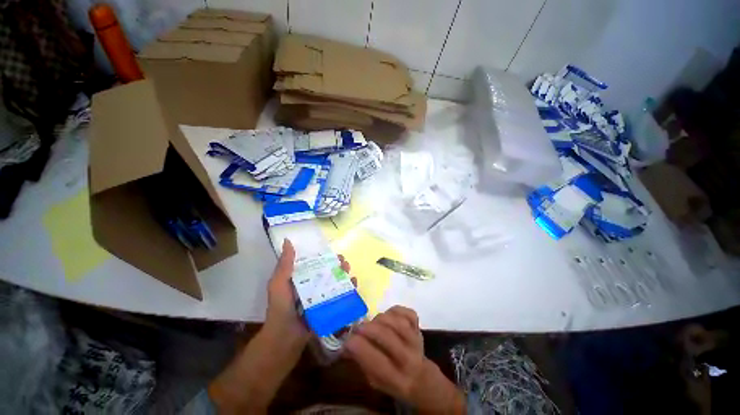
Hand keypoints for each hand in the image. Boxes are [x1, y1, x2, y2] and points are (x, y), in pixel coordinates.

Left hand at [264, 239, 350, 345]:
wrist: (285, 338)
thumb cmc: (280, 308)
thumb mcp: (279, 284)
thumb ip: (285, 264)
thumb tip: (288, 241)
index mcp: (299, 278)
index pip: (314, 263)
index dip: (324, 256)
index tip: (333, 252)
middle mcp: (311, 285)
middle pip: (327, 271)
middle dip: (337, 265)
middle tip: (345, 263)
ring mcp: (320, 297)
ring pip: (335, 282)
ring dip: (344, 275)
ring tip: (349, 272)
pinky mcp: (327, 307)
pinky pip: (339, 295)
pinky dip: (348, 289)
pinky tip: (354, 284)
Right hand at [345, 306, 464, 413]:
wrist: (421, 377)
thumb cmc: (392, 379)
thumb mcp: (374, 380)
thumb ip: (361, 362)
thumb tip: (345, 345)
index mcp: (396, 379)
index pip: (376, 361)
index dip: (358, 346)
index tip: (348, 340)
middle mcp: (409, 359)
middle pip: (388, 337)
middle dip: (368, 329)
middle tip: (357, 328)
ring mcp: (416, 341)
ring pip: (398, 322)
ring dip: (381, 319)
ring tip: (373, 323)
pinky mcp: (419, 327)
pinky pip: (408, 313)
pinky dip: (396, 310)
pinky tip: (388, 315)